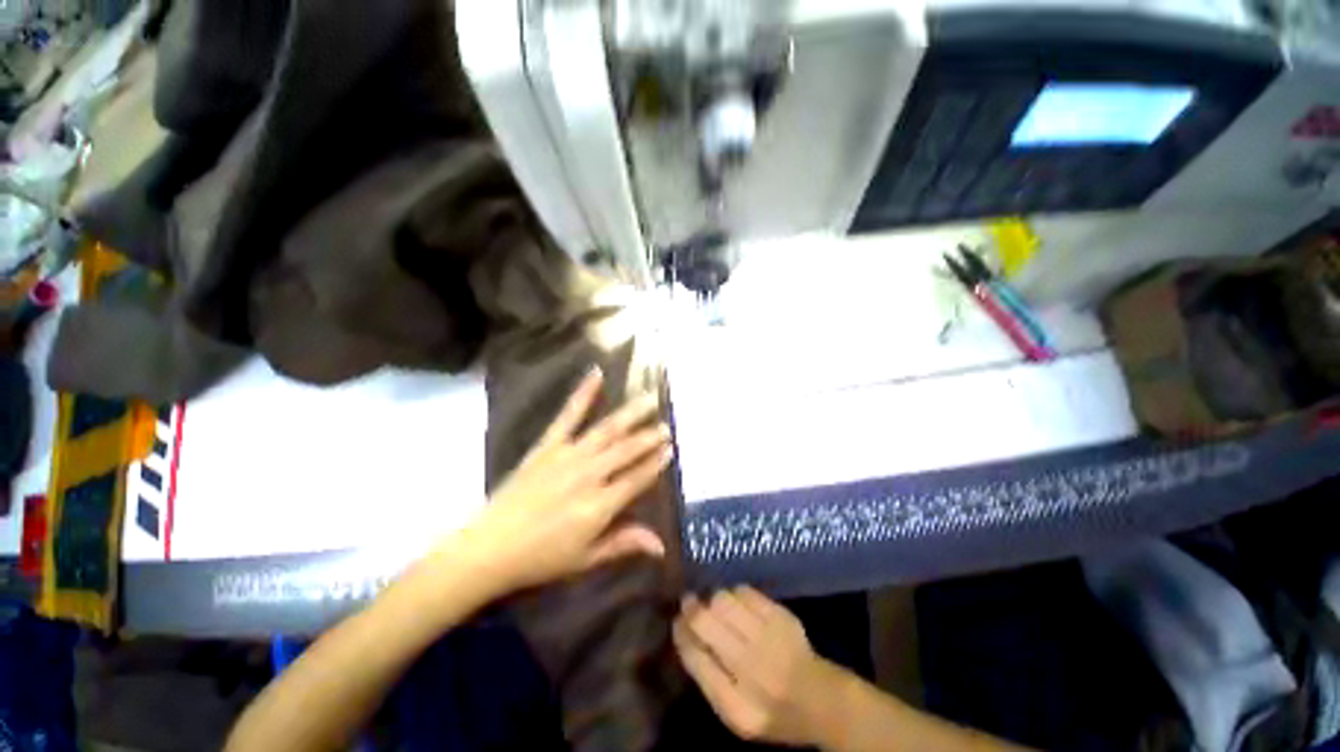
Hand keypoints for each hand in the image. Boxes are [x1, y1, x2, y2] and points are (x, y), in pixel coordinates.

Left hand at [458, 368, 671, 592]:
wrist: (489, 547)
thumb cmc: (540, 558)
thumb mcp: (586, 558)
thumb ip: (624, 543)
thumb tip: (662, 545)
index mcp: (599, 504)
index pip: (637, 477)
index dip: (656, 462)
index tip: (671, 448)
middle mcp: (588, 474)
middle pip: (626, 450)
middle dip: (649, 436)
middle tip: (667, 425)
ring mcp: (567, 455)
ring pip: (607, 429)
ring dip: (631, 413)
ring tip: (650, 398)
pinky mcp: (547, 445)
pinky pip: (568, 415)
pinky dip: (584, 393)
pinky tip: (597, 374)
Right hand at [674, 587, 838, 745]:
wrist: (819, 699)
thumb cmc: (769, 708)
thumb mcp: (733, 710)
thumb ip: (706, 675)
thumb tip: (682, 630)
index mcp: (735, 705)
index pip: (695, 659)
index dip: (681, 633)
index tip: (677, 621)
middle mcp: (751, 670)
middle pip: (706, 622)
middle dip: (691, 608)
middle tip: (689, 603)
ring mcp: (769, 639)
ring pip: (723, 600)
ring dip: (713, 600)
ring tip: (716, 606)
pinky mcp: (781, 616)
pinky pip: (745, 591)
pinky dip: (734, 593)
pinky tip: (737, 604)